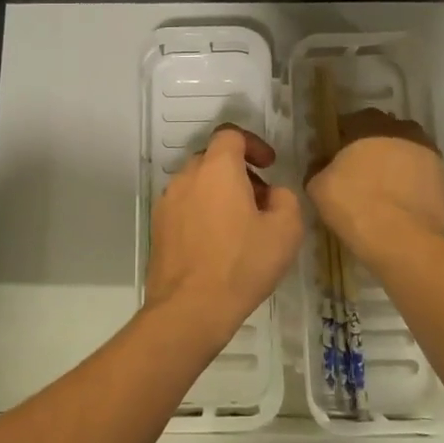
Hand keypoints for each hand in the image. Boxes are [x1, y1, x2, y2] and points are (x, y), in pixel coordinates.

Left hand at [144, 126, 302, 348]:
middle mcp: (187, 176)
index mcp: (217, 168)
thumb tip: (271, 195)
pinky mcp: (158, 227)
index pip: (231, 134)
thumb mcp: (286, 230)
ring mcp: (167, 201)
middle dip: (238, 171)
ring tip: (239, 225)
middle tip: (259, 200)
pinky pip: (184, 206)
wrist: (190, 308)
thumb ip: (285, 199)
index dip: (253, 144)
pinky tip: (216, 244)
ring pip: (197, 183)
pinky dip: (201, 212)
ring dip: (218, 192)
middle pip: (213, 158)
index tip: (269, 166)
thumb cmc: (242, 264)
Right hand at [307, 109, 443, 265]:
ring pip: (404, 152)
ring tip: (381, 189)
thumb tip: (321, 163)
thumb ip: (317, 167)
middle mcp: (401, 130)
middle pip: (381, 133)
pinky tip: (398, 203)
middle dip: (369, 147)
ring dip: (393, 163)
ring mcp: (427, 153)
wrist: (404, 241)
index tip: (332, 156)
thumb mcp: (318, 187)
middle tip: (357, 171)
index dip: (339, 139)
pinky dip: (409, 183)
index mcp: (368, 125)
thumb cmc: (355, 206)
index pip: (350, 122)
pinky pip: (419, 174)